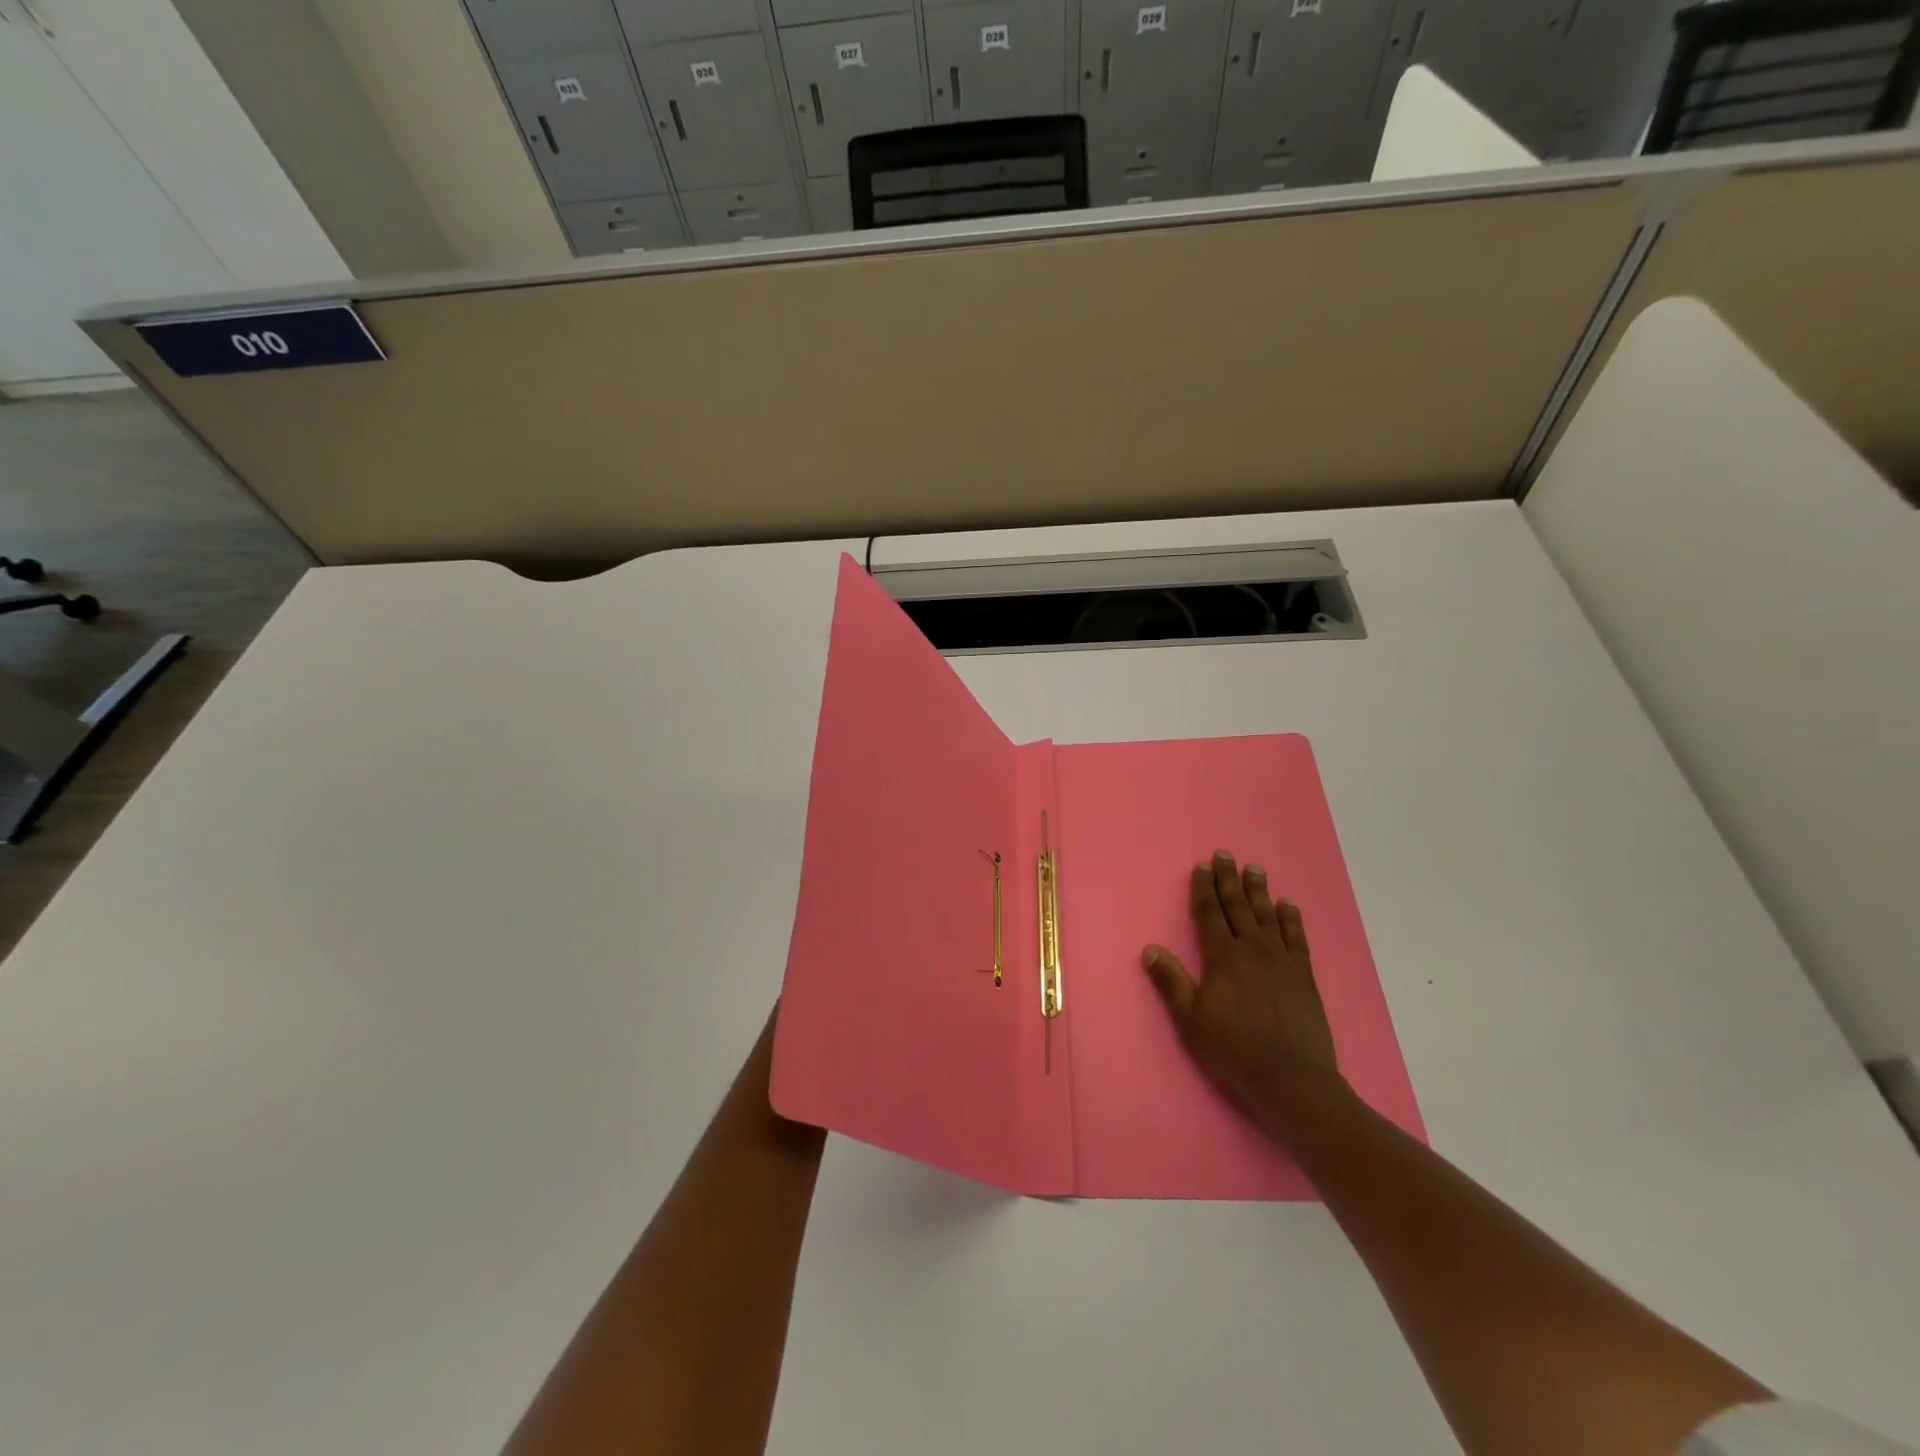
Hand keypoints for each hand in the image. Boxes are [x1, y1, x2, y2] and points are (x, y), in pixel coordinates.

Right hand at [1142, 852, 1345, 1137]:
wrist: (1291, 1080)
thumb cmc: (1233, 1051)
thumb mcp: (1191, 1020)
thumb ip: (1171, 982)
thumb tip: (1149, 949)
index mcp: (1223, 958)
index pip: (1210, 915)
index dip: (1204, 889)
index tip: (1202, 867)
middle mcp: (1252, 951)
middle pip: (1238, 907)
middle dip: (1229, 880)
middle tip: (1225, 854)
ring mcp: (1282, 962)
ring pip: (1267, 917)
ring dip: (1259, 891)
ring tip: (1255, 869)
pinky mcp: (1304, 977)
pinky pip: (1297, 939)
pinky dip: (1292, 920)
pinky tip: (1288, 905)